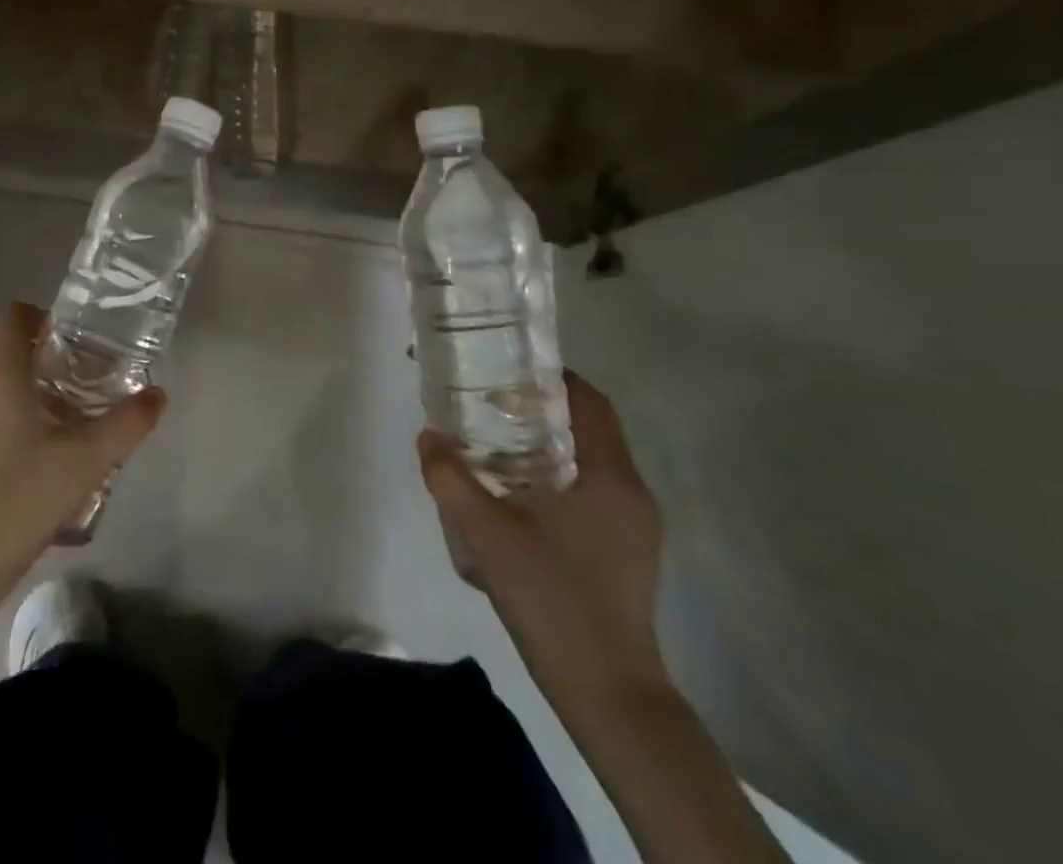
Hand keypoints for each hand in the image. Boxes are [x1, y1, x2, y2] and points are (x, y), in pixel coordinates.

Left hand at [0, 303, 164, 598]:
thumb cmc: (21, 498)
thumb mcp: (86, 460)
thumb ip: (127, 423)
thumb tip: (158, 394)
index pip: (16, 316)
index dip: (49, 316)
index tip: (83, 336)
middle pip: (14, 349)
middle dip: (56, 355)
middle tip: (96, 374)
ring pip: (5, 383)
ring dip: (42, 387)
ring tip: (82, 411)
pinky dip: (24, 413)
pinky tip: (53, 448)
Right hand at [418, 373, 668, 715]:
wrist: (608, 695)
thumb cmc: (554, 599)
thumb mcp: (488, 534)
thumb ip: (451, 479)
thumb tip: (427, 437)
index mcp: (610, 477)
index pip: (590, 402)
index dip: (554, 377)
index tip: (509, 369)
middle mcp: (631, 493)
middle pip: (590, 428)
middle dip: (542, 409)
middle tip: (491, 402)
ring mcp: (635, 527)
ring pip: (591, 462)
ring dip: (549, 444)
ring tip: (497, 443)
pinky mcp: (627, 554)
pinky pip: (592, 492)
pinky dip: (558, 476)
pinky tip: (519, 496)